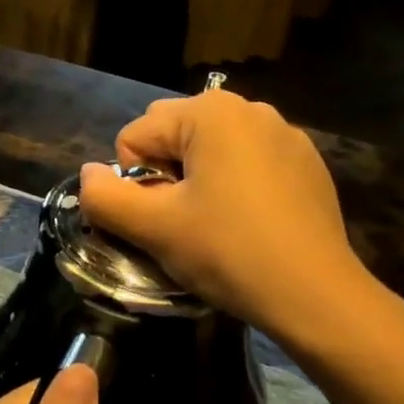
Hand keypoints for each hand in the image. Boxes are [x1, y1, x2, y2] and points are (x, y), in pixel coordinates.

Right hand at [78, 91, 371, 342]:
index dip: (134, 183)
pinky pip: (247, 163)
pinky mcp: (306, 163)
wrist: (315, 294)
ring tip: (214, 225)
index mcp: (210, 112)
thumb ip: (104, 197)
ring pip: (210, 150)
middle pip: (173, 135)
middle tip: (182, 221)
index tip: (161, 220)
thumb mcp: (154, 228)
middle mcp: (250, 108)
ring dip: (197, 180)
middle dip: (164, 174)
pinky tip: (249, 224)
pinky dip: (234, 185)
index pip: (135, 136)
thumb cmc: (228, 252)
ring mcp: (285, 134)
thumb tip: (88, 175)